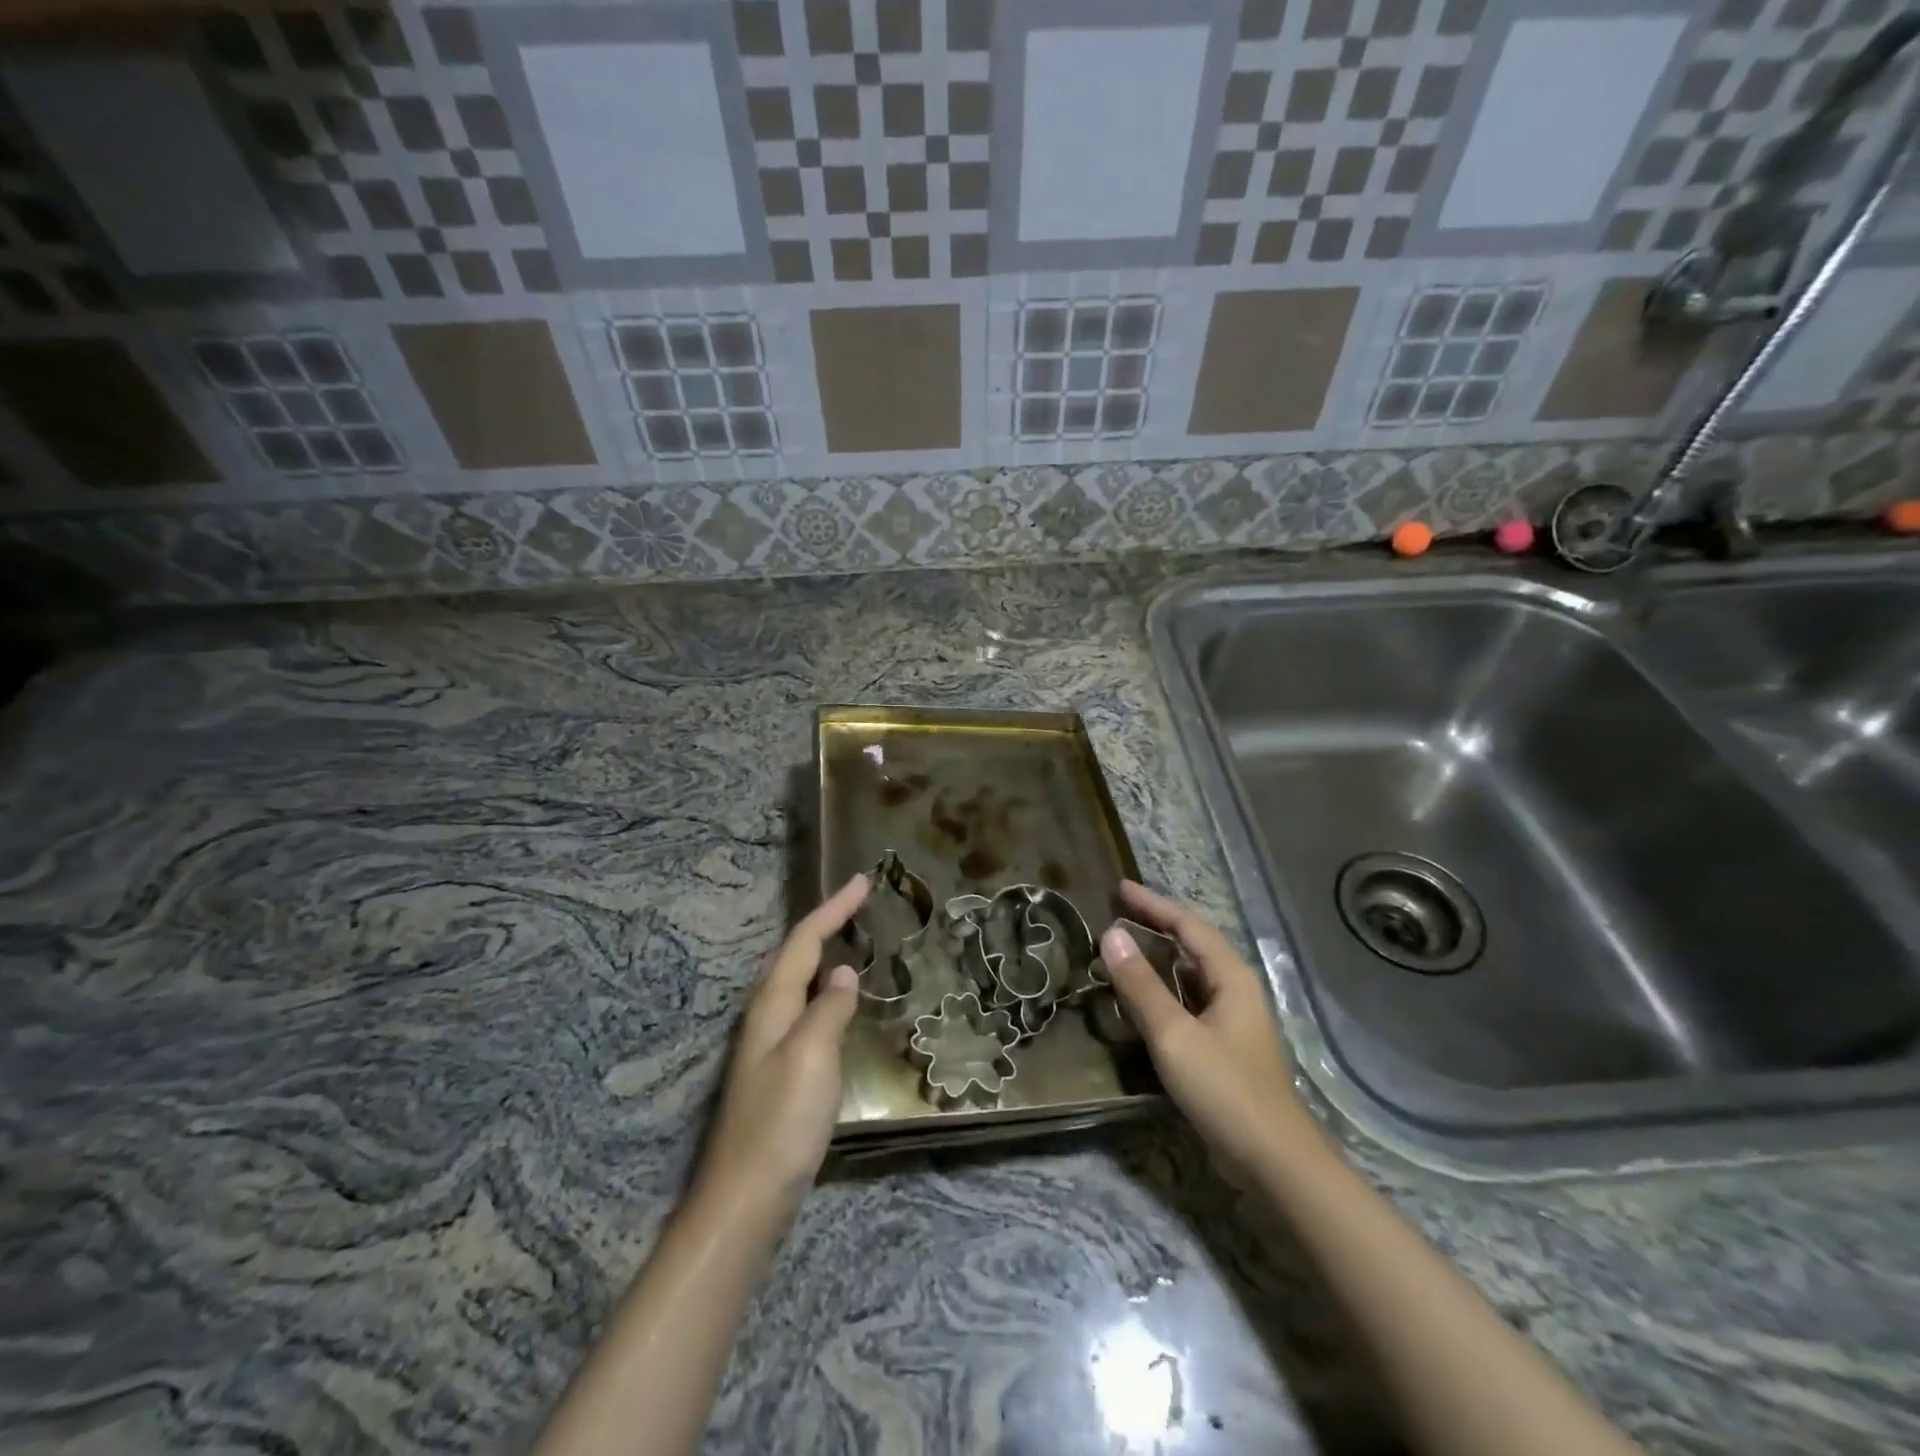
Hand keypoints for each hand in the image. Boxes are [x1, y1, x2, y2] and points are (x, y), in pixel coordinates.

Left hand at [697, 874, 869, 1225]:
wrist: (746, 1200)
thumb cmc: (780, 1124)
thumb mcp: (810, 1059)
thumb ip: (829, 1010)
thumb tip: (844, 971)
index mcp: (772, 1006)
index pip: (804, 942)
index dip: (834, 909)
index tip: (863, 881)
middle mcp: (768, 1018)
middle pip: (796, 955)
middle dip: (827, 923)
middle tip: (860, 902)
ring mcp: (772, 1046)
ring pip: (799, 982)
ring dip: (824, 953)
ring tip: (854, 938)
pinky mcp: (781, 1072)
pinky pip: (807, 1010)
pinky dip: (826, 989)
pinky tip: (840, 1002)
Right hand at [1100, 880, 1317, 1173]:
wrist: (1274, 1161)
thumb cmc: (1225, 1089)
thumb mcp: (1173, 1034)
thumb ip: (1140, 984)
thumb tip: (1110, 934)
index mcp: (1229, 976)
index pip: (1186, 924)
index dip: (1152, 904)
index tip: (1119, 888)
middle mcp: (1234, 989)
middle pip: (1191, 943)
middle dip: (1155, 923)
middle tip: (1116, 911)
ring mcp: (1232, 1019)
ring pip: (1189, 973)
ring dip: (1157, 956)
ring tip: (1123, 946)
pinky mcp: (1224, 1045)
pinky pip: (1188, 1000)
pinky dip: (1162, 987)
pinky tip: (1142, 998)